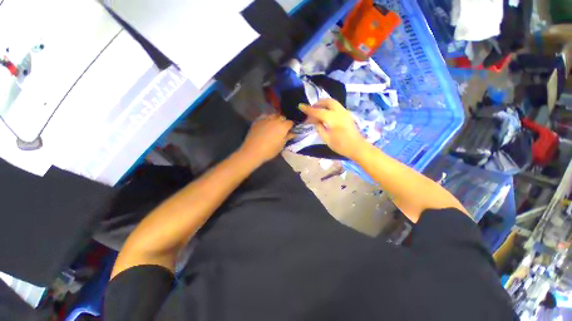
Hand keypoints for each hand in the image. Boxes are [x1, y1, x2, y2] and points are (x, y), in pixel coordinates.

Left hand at [239, 114, 293, 163]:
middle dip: (284, 122)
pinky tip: (266, 123)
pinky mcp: (257, 120)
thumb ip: (287, 137)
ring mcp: (266, 119)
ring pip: (273, 115)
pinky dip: (267, 118)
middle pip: (282, 117)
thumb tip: (293, 133)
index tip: (290, 131)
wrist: (253, 151)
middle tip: (282, 129)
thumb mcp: (281, 145)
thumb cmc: (270, 150)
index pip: (290, 123)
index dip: (291, 127)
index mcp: (283, 126)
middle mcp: (275, 120)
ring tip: (274, 125)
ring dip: (276, 118)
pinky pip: (264, 116)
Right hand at [299, 99, 366, 158]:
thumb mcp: (326, 139)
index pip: (318, 111)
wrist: (357, 147)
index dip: (308, 109)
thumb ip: (319, 128)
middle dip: (318, 103)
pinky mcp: (347, 114)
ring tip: (317, 110)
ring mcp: (345, 112)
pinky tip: (325, 113)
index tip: (300, 106)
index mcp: (333, 119)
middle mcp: (339, 112)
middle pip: (327, 101)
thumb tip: (315, 121)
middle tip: (311, 109)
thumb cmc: (341, 145)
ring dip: (324, 104)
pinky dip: (329, 106)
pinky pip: (336, 106)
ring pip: (333, 102)